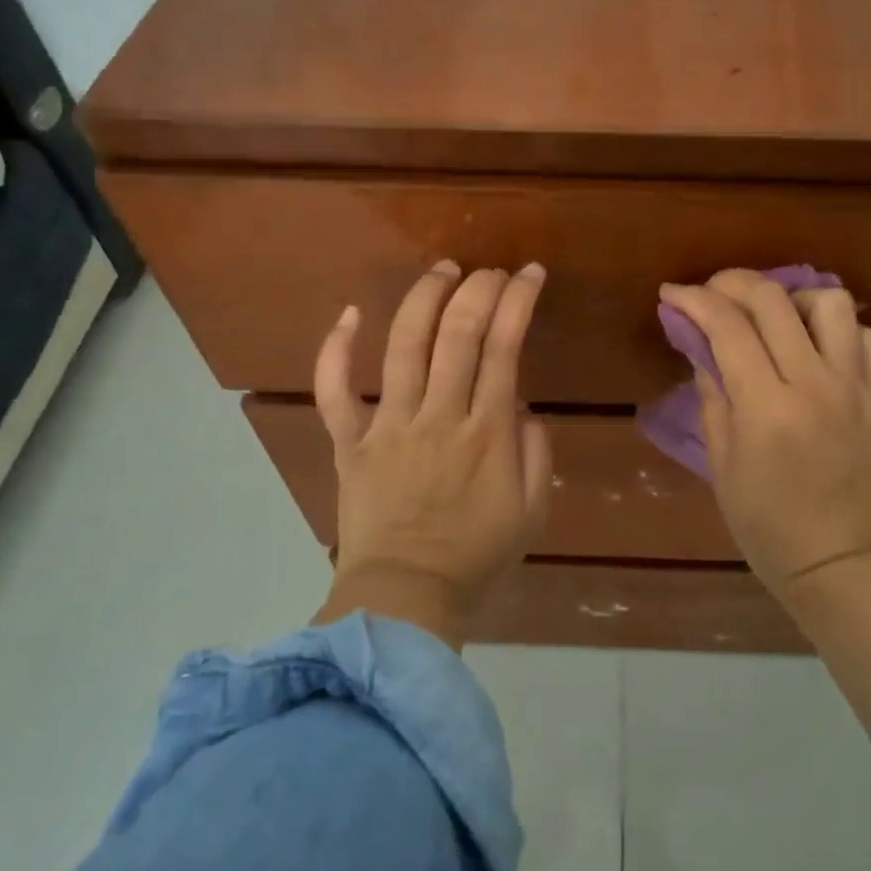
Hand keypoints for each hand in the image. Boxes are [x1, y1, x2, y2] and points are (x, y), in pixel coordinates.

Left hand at [312, 261, 551, 647]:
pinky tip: (351, 314)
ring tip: (442, 270)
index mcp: (487, 434)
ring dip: (423, 298)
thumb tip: (520, 407)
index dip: (519, 301)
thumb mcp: (533, 512)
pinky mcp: (349, 442)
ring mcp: (388, 426)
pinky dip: (337, 349)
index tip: (530, 274)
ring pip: (403, 346)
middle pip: (457, 333)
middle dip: (478, 289)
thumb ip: (536, 453)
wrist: (404, 600)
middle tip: (490, 271)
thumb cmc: (477, 557)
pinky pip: (334, 390)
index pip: (505, 347)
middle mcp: (438, 417)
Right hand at [658, 270, 870, 602]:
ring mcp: (855, 386)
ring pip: (831, 303)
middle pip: (774, 301)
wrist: (839, 562)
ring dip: (793, 299)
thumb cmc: (765, 524)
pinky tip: (816, 348)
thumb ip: (712, 394)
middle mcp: (815, 384)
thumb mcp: (722, 462)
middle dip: (732, 283)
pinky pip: (866, 336)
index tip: (671, 293)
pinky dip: (838, 330)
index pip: (727, 327)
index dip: (694, 300)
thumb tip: (700, 344)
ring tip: (772, 320)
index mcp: (767, 407)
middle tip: (710, 293)